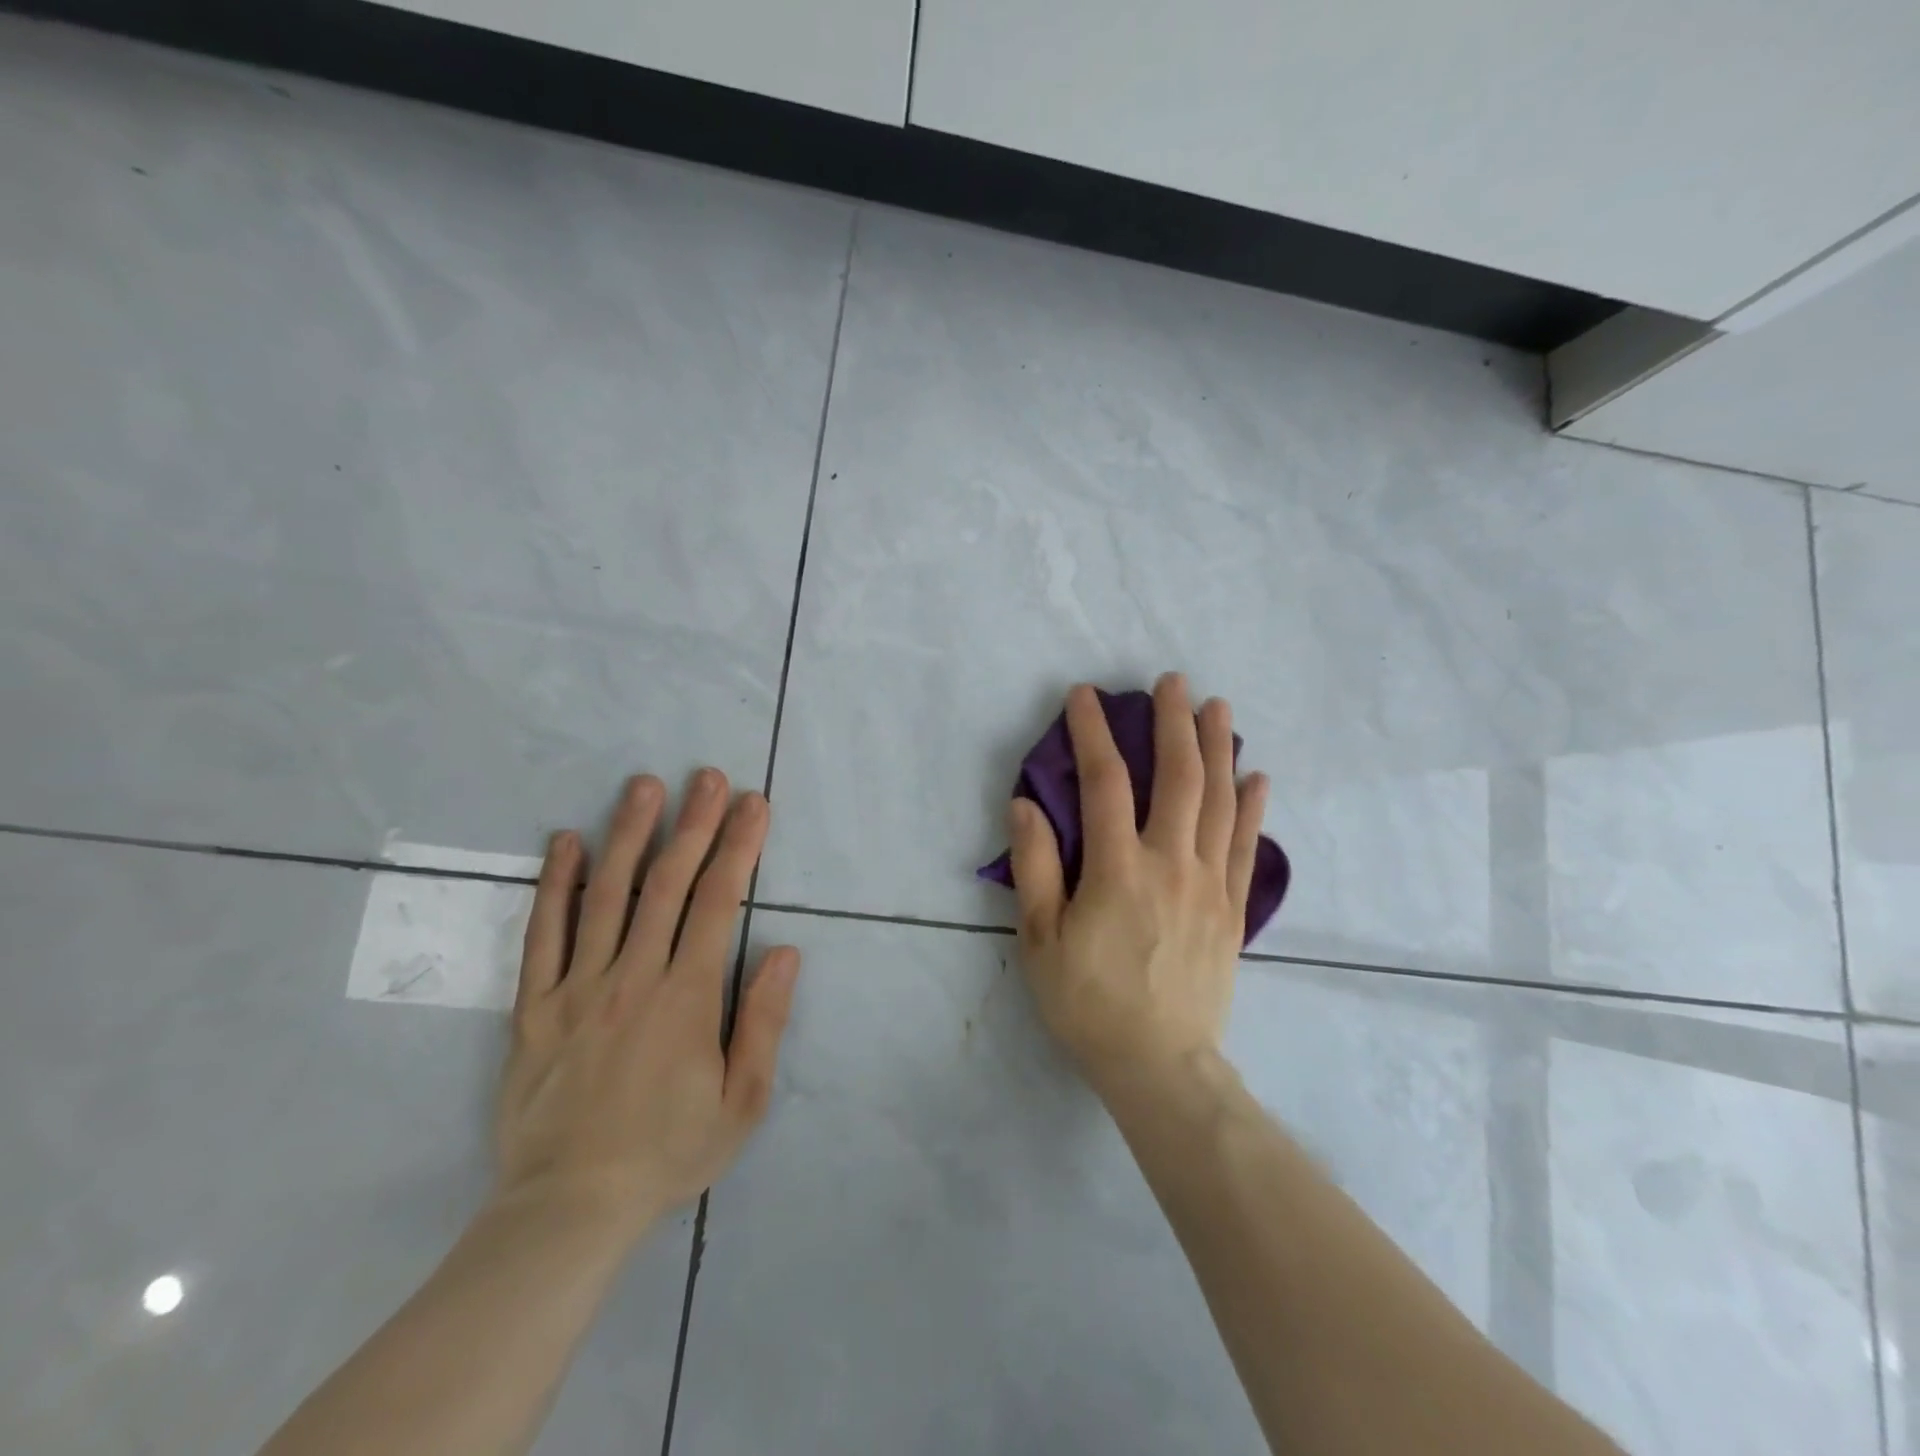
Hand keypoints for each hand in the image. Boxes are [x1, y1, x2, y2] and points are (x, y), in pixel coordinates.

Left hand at [492, 770, 798, 1244]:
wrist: (568, 1207)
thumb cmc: (667, 1152)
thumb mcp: (742, 1102)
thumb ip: (763, 1022)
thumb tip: (786, 952)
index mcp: (686, 996)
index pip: (719, 902)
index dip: (739, 847)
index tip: (753, 804)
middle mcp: (633, 976)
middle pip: (667, 884)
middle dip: (693, 824)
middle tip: (708, 776)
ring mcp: (578, 987)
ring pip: (606, 895)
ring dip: (628, 834)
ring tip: (642, 786)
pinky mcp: (534, 1006)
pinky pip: (543, 935)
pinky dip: (555, 885)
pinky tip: (565, 842)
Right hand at [1009, 676, 1267, 1094]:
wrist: (1159, 1065)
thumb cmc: (1088, 1003)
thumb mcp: (1040, 940)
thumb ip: (1034, 867)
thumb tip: (1025, 803)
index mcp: (1118, 870)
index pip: (1105, 782)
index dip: (1093, 734)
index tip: (1085, 696)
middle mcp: (1171, 864)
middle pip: (1178, 777)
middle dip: (1173, 722)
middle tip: (1172, 681)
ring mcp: (1210, 884)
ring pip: (1220, 801)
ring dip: (1218, 748)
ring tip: (1218, 708)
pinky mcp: (1233, 908)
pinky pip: (1246, 845)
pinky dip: (1252, 806)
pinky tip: (1256, 776)